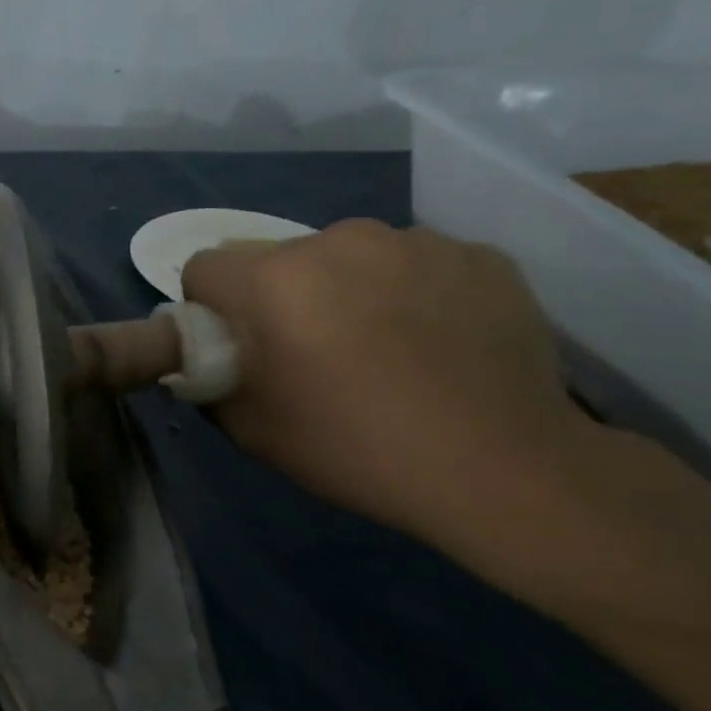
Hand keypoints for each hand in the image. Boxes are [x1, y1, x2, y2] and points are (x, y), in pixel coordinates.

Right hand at [181, 221, 592, 543]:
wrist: (505, 470)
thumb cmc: (357, 450)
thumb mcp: (252, 431)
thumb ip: (208, 382)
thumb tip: (207, 358)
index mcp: (272, 280)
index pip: (205, 268)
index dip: (209, 308)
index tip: (240, 347)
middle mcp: (335, 241)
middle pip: (277, 259)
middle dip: (280, 297)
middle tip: (315, 355)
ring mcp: (413, 241)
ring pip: (348, 256)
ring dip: (347, 289)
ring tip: (386, 348)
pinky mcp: (476, 253)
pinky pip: (416, 263)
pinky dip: (413, 292)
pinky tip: (439, 343)